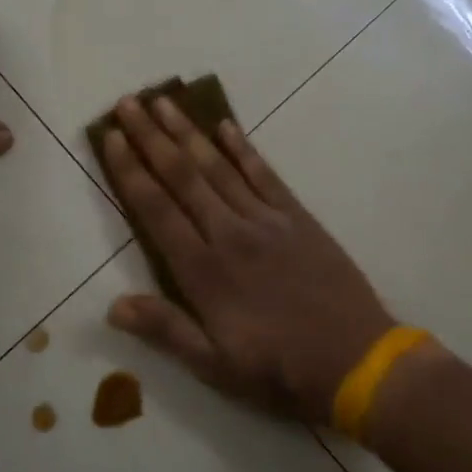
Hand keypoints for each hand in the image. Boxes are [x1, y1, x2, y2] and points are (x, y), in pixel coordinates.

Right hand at [100, 96, 396, 423]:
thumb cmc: (280, 371)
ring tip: (164, 101)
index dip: (130, 170)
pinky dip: (243, 148)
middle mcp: (229, 233)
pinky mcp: (298, 217)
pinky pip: (265, 174)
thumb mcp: (215, 367)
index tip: (111, 136)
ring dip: (188, 132)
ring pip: (218, 166)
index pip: (156, 209)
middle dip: (151, 136)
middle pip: (182, 175)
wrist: (359, 363)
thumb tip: (112, 306)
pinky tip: (226, 126)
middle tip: (128, 102)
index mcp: (203, 270)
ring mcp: (266, 220)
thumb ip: (165, 330)